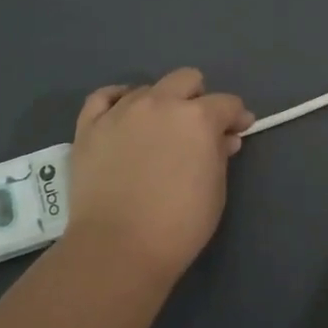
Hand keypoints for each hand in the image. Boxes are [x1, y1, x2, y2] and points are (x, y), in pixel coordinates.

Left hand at [62, 68, 253, 281]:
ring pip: (147, 89)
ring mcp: (121, 111)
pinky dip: (117, 101)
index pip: (227, 103)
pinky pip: (103, 97)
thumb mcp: (215, 191)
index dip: (236, 117)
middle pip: (186, 79)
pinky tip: (122, 115)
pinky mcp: (90, 126)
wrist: (117, 248)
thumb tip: (224, 138)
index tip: (237, 132)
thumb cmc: (178, 225)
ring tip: (156, 132)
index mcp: (197, 118)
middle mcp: (160, 103)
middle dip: (198, 98)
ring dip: (160, 104)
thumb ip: (220, 155)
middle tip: (197, 128)